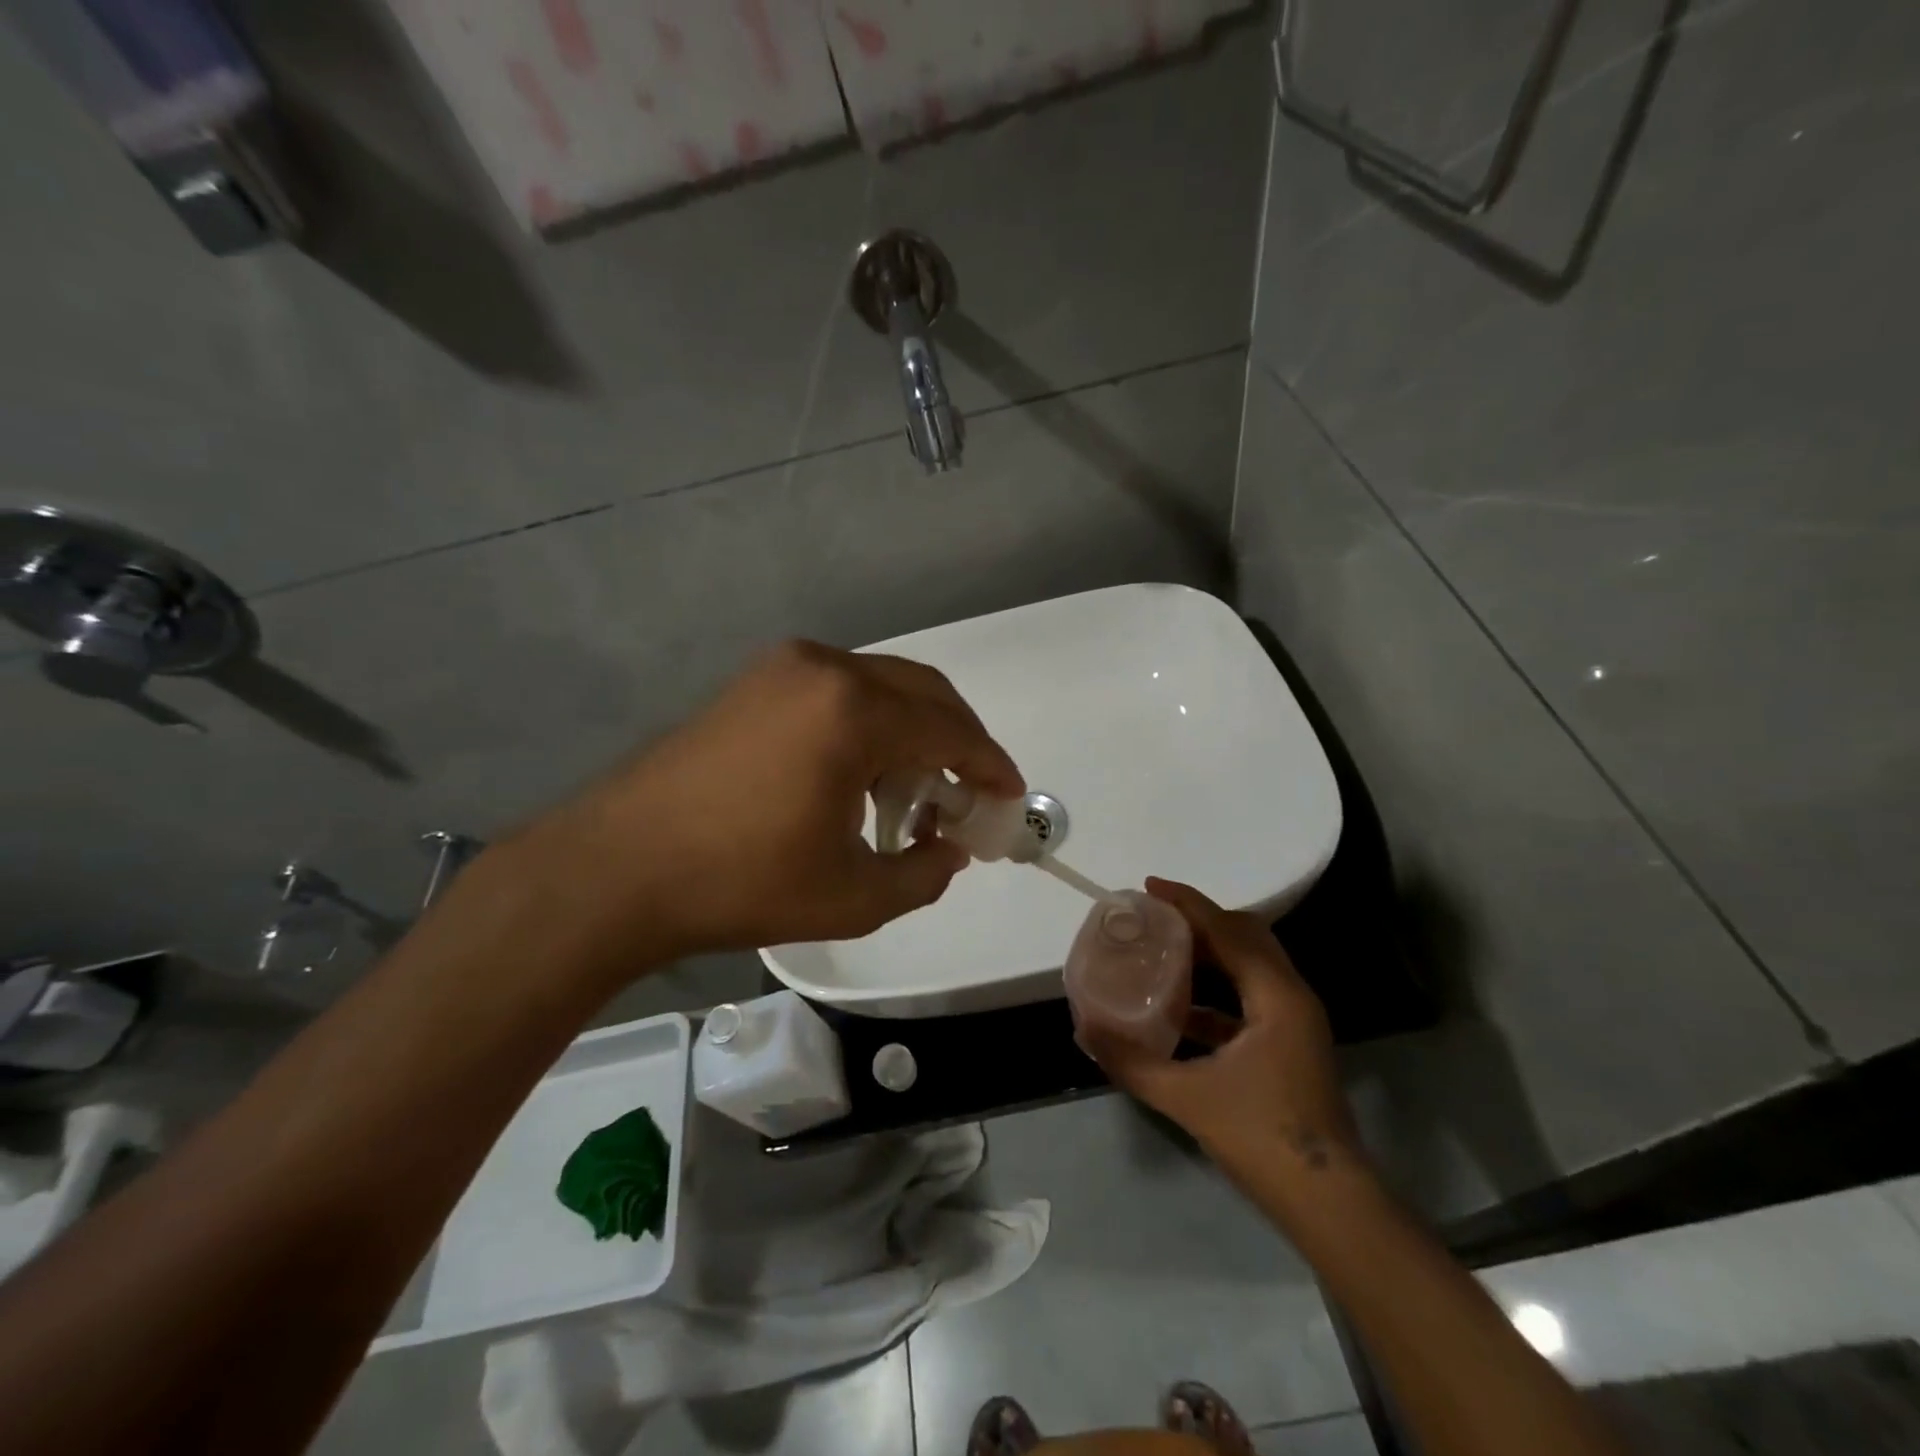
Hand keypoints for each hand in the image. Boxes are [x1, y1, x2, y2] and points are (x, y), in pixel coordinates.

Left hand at [504, 641, 1023, 977]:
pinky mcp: (754, 681)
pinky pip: (838, 691)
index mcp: (852, 711)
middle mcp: (824, 669)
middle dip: (958, 740)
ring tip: (914, 792)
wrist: (616, 868)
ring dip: (912, 731)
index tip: (1010, 795)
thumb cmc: (741, 883)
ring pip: (880, 686)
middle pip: (922, 691)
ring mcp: (783, 668)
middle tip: (971, 791)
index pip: (950, 729)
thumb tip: (952, 849)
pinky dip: (869, 724)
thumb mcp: (853, 896)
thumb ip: (924, 873)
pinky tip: (860, 774)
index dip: (989, 764)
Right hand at [1088, 879, 1364, 1185]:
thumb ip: (1132, 1062)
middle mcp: (1291, 996)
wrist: (1328, 1203)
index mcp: (1276, 996)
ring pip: (1251, 964)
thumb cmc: (1262, 1138)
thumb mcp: (1187, 1097)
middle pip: (1246, 936)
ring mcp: (1295, 1021)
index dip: (1188, 903)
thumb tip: (1085, 1030)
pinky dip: (1217, 989)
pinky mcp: (1290, 1043)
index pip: (1228, 930)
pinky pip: (1251, 995)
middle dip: (1200, 920)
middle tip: (1155, 917)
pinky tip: (1181, 1006)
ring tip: (1164, 950)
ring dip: (1210, 952)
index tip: (1149, 887)